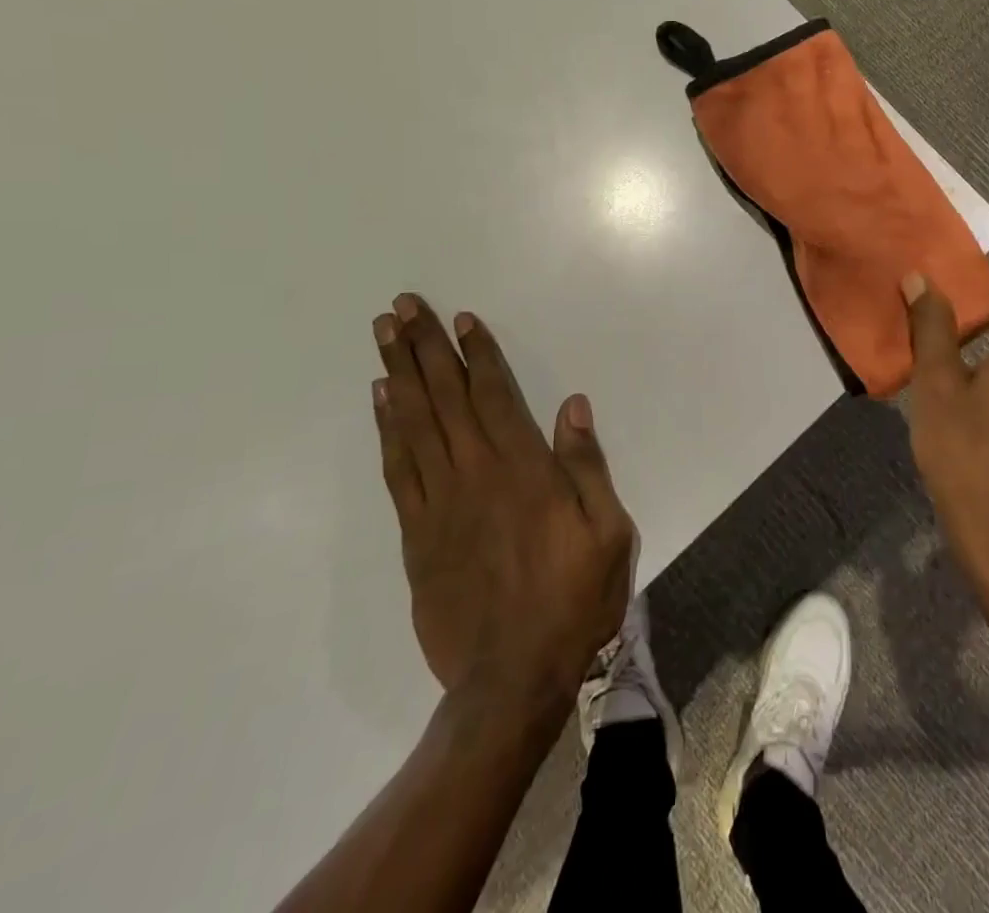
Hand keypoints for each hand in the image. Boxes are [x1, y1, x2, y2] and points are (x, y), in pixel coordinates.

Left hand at [371, 295, 633, 711]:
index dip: (477, 353)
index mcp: (524, 470)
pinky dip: (386, 430)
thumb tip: (572, 405)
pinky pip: (397, 470)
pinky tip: (380, 401)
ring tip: (383, 336)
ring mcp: (439, 504)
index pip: (495, 395)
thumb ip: (587, 465)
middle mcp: (476, 474)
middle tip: (401, 307)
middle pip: (444, 398)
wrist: (511, 680)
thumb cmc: (573, 599)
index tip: (459, 319)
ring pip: (413, 424)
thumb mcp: (608, 532)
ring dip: (397, 375)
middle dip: (423, 348)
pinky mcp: (415, 535)